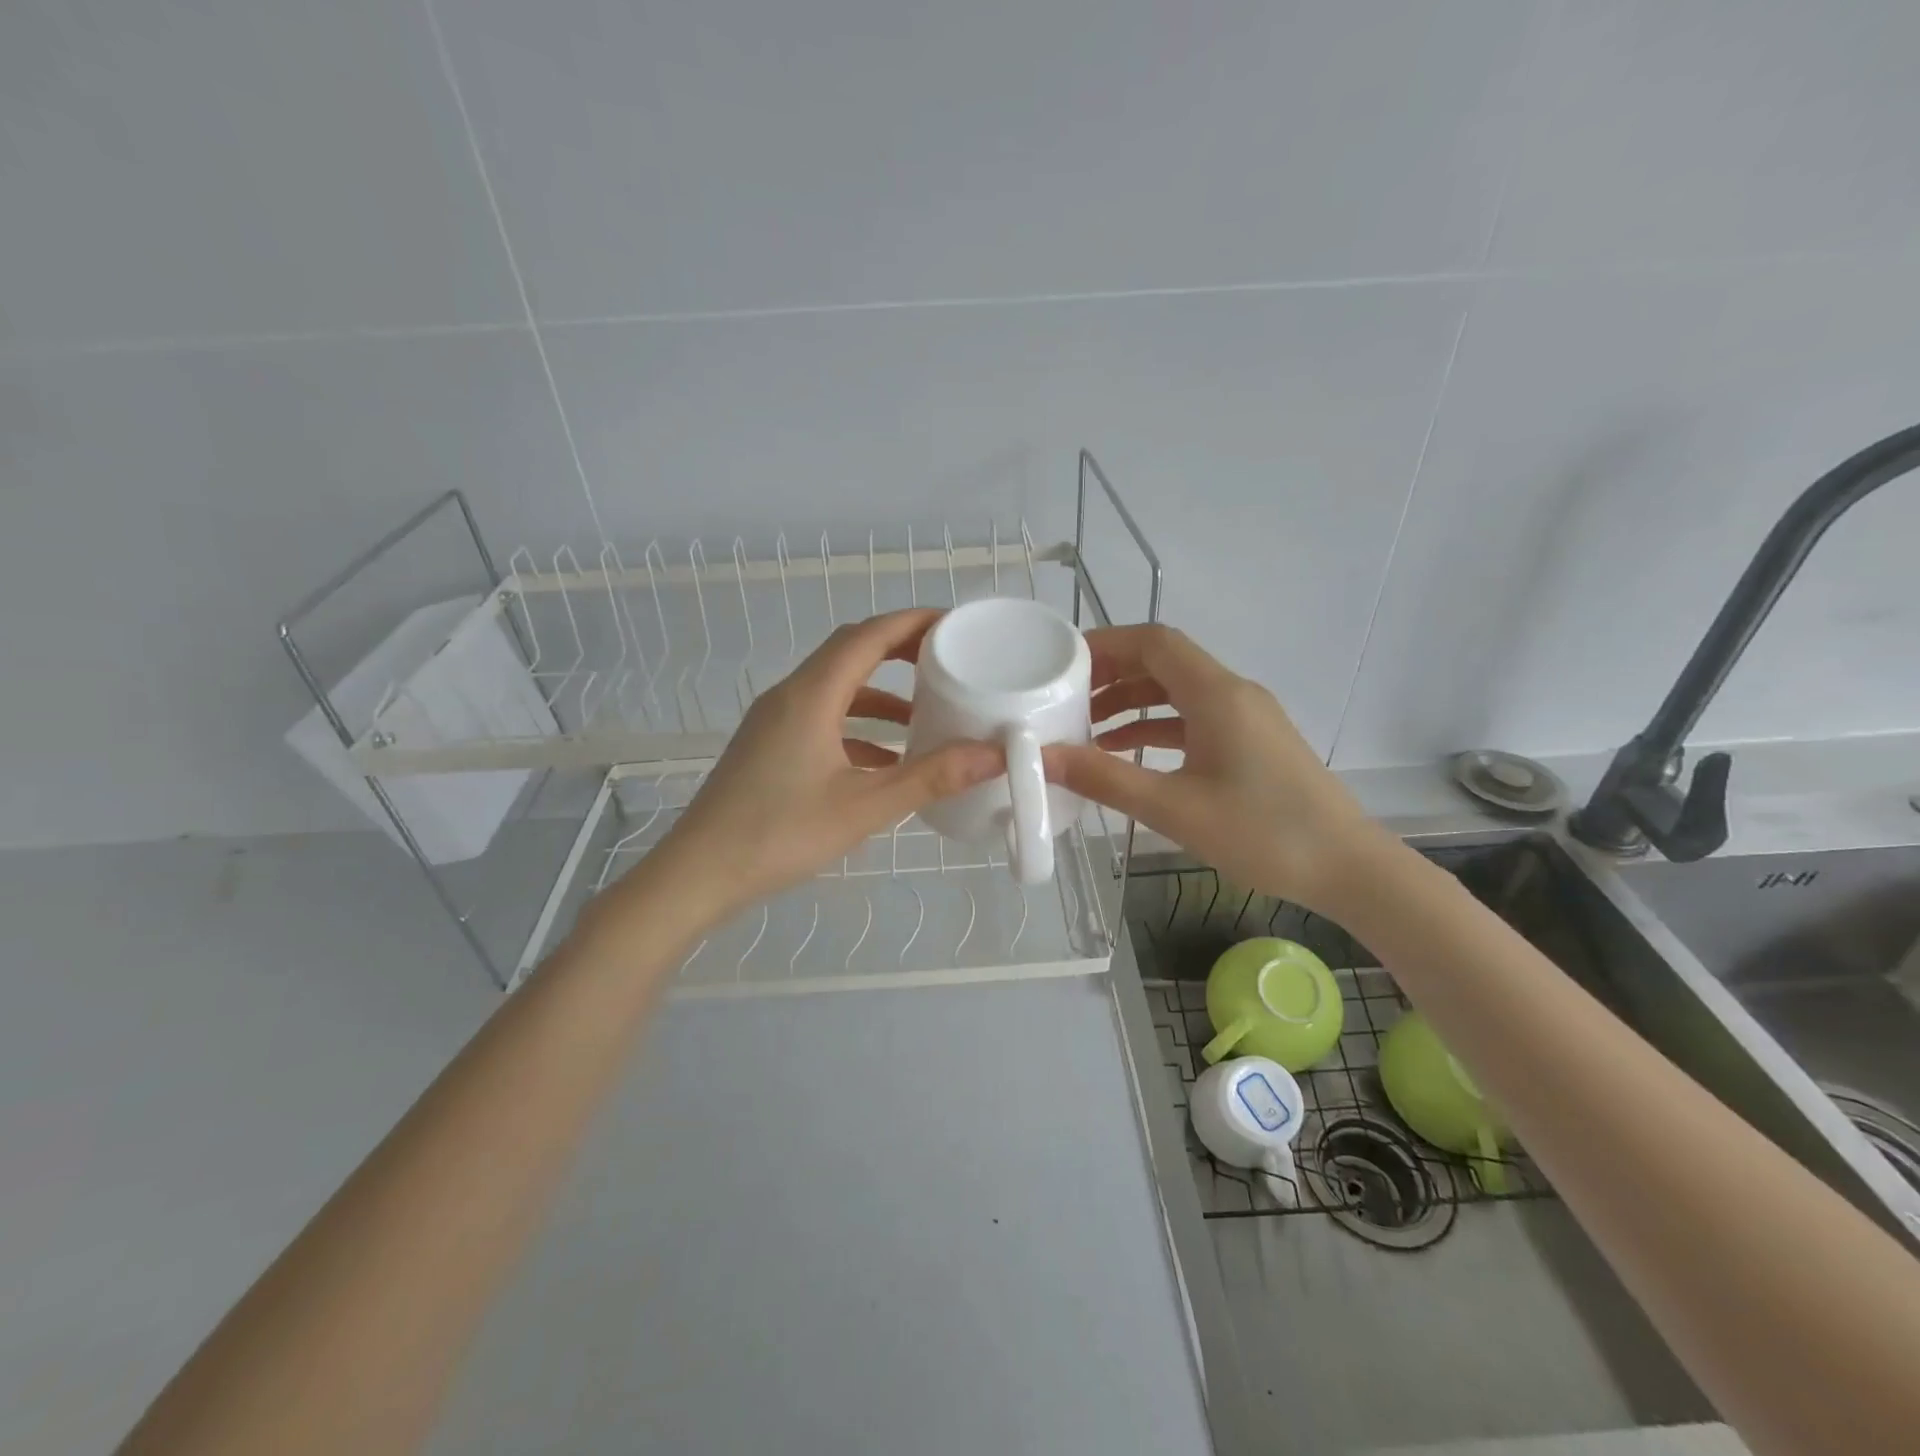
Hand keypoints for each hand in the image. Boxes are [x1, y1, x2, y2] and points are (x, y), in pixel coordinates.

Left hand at [622, 609, 1002, 922]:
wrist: (699, 874)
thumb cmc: (780, 834)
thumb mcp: (864, 807)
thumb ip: (930, 777)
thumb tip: (993, 755)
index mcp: (811, 695)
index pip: (867, 636)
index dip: (912, 622)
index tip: (954, 625)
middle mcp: (790, 696)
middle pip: (849, 652)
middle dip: (899, 650)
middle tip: (945, 660)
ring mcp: (774, 722)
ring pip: (836, 688)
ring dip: (879, 694)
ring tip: (925, 713)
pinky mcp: (769, 747)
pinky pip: (821, 718)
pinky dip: (858, 726)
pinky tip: (886, 760)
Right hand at [1042, 624, 1379, 913]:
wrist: (1347, 867)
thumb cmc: (1262, 833)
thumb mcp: (1173, 808)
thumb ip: (1104, 779)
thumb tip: (1042, 757)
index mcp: (1216, 694)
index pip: (1154, 641)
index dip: (1105, 644)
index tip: (1063, 664)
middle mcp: (1232, 693)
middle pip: (1163, 662)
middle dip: (1111, 674)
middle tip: (1065, 698)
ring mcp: (1245, 717)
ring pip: (1177, 691)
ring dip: (1131, 703)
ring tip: (1085, 728)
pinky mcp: (1251, 741)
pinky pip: (1193, 718)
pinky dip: (1156, 727)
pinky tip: (1126, 754)